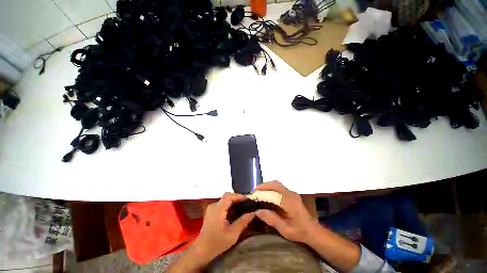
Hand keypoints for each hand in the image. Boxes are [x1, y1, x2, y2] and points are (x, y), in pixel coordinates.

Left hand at [192, 192, 255, 261]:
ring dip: (234, 201)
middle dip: (238, 198)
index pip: (229, 196)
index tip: (248, 200)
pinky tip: (235, 211)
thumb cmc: (217, 242)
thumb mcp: (233, 233)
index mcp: (218, 208)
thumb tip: (253, 212)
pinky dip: (230, 205)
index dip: (239, 196)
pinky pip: (222, 204)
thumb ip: (243, 221)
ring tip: (243, 206)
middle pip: (227, 196)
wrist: (201, 251)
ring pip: (225, 200)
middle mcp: (214, 205)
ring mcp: (212, 208)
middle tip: (247, 203)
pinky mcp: (212, 211)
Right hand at [255, 181, 317, 243]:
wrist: (312, 230)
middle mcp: (291, 194)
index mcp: (291, 203)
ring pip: (277, 184)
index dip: (263, 193)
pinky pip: (279, 187)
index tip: (253, 195)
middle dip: (264, 186)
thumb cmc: (299, 232)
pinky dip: (271, 187)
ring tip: (258, 192)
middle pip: (275, 184)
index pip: (274, 194)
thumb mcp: (285, 230)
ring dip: (267, 186)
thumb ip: (272, 219)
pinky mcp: (291, 193)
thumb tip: (257, 211)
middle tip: (254, 192)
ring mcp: (292, 193)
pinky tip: (266, 193)